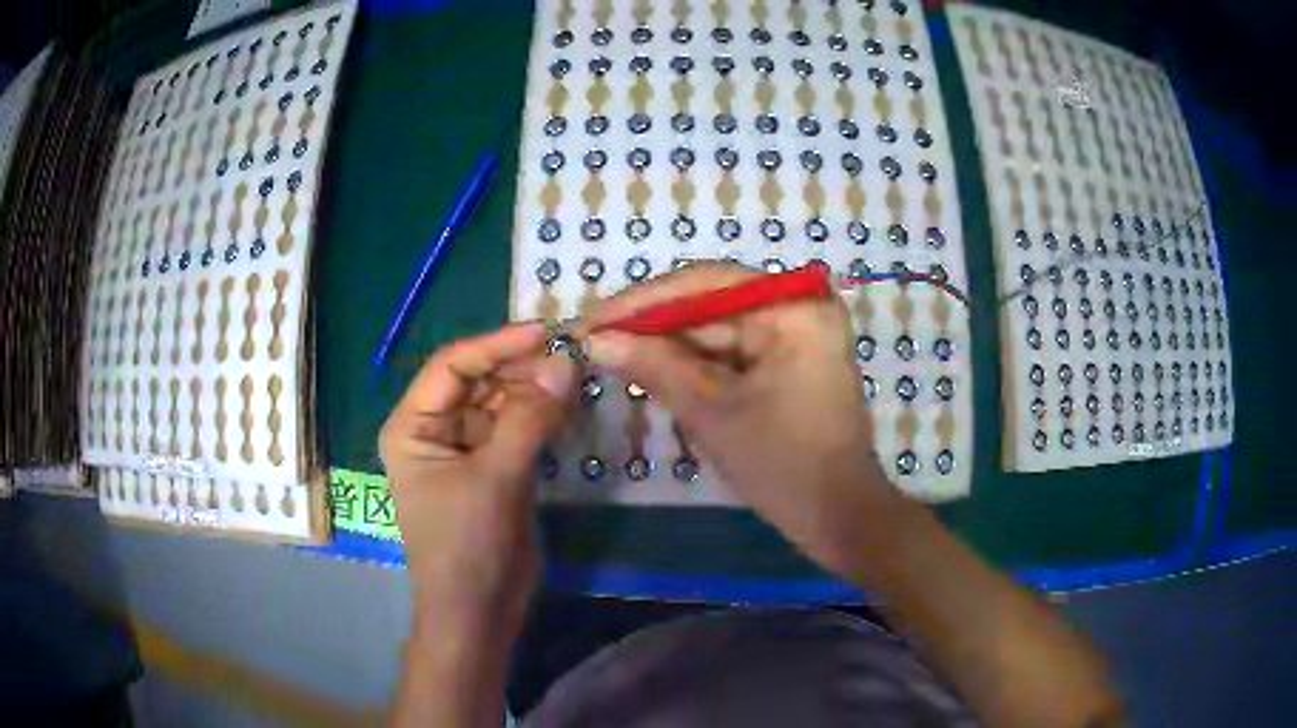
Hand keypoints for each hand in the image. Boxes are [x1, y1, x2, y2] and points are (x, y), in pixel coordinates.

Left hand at [379, 322, 575, 638]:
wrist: (478, 613)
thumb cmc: (467, 547)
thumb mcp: (496, 479)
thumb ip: (530, 418)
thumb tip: (564, 361)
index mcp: (414, 426)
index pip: (452, 366)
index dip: (496, 344)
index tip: (545, 332)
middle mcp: (436, 431)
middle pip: (479, 381)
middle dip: (521, 368)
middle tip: (571, 357)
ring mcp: (467, 451)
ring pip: (503, 404)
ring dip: (536, 391)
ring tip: (576, 378)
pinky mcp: (495, 470)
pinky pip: (518, 430)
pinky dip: (543, 418)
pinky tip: (570, 406)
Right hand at [578, 264, 904, 572]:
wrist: (837, 516)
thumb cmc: (782, 464)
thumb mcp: (711, 412)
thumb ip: (653, 366)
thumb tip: (595, 340)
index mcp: (793, 308)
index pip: (704, 284)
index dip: (641, 302)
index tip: (590, 320)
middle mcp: (799, 307)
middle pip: (710, 304)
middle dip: (653, 326)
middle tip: (594, 341)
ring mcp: (797, 333)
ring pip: (717, 330)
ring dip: (669, 346)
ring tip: (612, 355)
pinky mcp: (791, 360)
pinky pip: (733, 351)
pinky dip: (695, 364)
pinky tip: (652, 370)